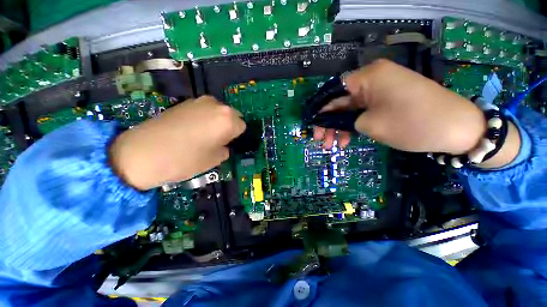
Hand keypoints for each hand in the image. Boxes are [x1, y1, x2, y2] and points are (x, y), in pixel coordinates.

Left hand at [110, 96, 245, 189]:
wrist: (142, 153)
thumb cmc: (185, 159)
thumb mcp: (215, 160)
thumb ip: (226, 149)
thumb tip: (224, 144)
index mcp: (228, 120)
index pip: (242, 126)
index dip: (236, 136)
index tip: (228, 144)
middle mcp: (217, 106)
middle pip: (232, 115)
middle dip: (229, 126)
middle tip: (218, 140)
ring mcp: (199, 101)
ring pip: (219, 111)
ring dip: (217, 121)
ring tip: (205, 134)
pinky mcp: (185, 102)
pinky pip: (204, 109)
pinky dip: (205, 117)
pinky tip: (192, 128)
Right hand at [314, 59, 485, 154]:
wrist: (458, 128)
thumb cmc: (412, 123)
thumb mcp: (370, 124)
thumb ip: (346, 120)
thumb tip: (334, 120)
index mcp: (367, 77)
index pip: (333, 92)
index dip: (320, 110)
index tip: (313, 127)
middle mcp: (372, 79)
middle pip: (340, 101)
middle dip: (329, 123)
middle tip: (321, 141)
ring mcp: (380, 90)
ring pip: (350, 109)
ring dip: (340, 127)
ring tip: (334, 146)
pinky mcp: (387, 100)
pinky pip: (363, 111)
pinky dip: (354, 126)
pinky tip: (347, 140)